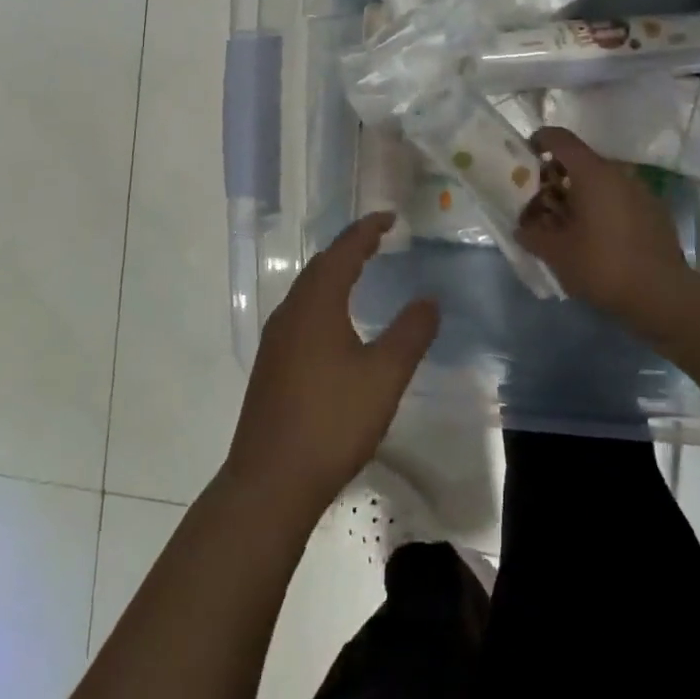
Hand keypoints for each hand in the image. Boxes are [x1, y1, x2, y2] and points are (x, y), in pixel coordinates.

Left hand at [223, 213, 438, 520]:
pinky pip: (301, 313)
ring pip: (307, 290)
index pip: (344, 251)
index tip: (389, 217)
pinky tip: (336, 324)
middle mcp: (291, 312)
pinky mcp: (271, 365)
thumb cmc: (332, 421)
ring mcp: (276, 339)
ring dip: (334, 274)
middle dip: (350, 248)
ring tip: (360, 272)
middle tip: (378, 239)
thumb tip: (429, 299)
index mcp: (317, 303)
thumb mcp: (384, 376)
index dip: (367, 230)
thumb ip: (410, 333)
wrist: (270, 482)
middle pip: (321, 266)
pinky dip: (324, 300)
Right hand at [519, 127, 690, 317]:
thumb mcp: (556, 253)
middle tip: (541, 202)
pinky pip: (619, 198)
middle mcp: (618, 173)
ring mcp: (641, 191)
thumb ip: (532, 235)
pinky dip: (602, 208)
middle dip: (556, 178)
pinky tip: (596, 237)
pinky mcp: (655, 211)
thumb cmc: (603, 265)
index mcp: (592, 173)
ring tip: (567, 224)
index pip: (561, 139)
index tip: (526, 158)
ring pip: (601, 181)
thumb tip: (521, 228)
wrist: (662, 295)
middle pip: (580, 162)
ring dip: (580, 194)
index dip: (539, 141)